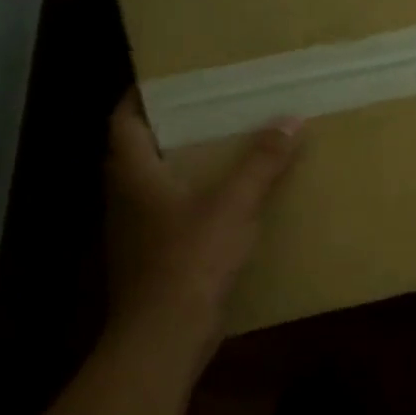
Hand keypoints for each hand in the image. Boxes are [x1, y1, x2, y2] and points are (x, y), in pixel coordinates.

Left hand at [104, 90, 302, 353]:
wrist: (165, 335)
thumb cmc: (189, 259)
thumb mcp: (233, 205)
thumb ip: (261, 162)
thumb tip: (291, 120)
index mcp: (133, 173)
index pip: (124, 119)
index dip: (142, 95)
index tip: (173, 79)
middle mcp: (126, 196)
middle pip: (142, 149)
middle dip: (173, 127)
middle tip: (213, 109)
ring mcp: (137, 230)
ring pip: (158, 183)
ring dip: (186, 165)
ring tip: (227, 147)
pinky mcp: (153, 257)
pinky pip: (172, 214)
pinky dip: (195, 200)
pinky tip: (230, 201)